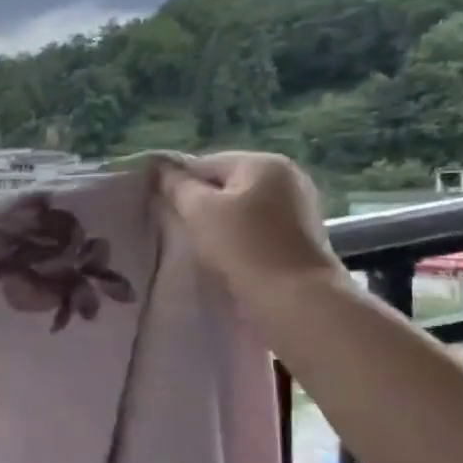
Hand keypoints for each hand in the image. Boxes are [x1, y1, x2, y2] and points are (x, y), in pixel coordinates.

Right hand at [159, 152, 346, 312]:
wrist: (296, 299)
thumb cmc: (244, 247)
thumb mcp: (199, 211)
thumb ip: (177, 186)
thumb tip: (160, 168)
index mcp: (263, 163)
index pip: (205, 164)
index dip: (180, 186)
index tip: (166, 212)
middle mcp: (287, 176)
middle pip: (225, 184)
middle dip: (201, 204)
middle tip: (183, 231)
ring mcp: (299, 205)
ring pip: (241, 207)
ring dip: (220, 223)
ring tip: (204, 246)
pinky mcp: (301, 234)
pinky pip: (258, 226)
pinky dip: (240, 236)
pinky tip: (229, 255)